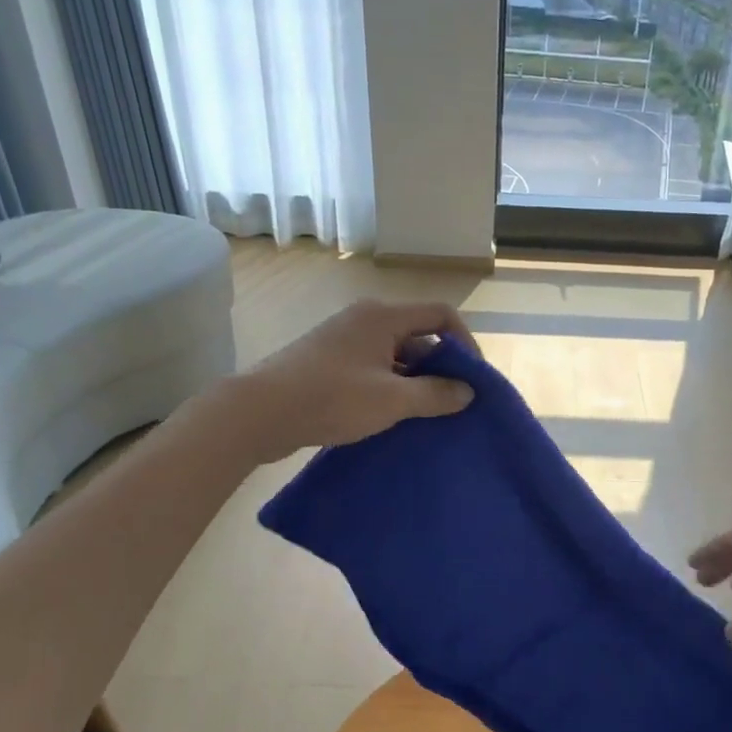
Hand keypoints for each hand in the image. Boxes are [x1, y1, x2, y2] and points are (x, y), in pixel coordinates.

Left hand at [237, 299, 478, 459]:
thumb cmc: (332, 398)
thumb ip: (435, 394)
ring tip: (425, 415)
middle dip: (439, 366)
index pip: (441, 314)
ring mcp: (344, 339)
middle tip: (451, 401)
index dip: (464, 342)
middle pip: (418, 334)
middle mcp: (365, 319)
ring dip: (414, 380)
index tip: (471, 378)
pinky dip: (389, 386)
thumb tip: (468, 392)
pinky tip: (392, 416)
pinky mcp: (328, 361)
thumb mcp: (392, 400)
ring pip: (395, 354)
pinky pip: (373, 366)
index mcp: (383, 316)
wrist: (259, 412)